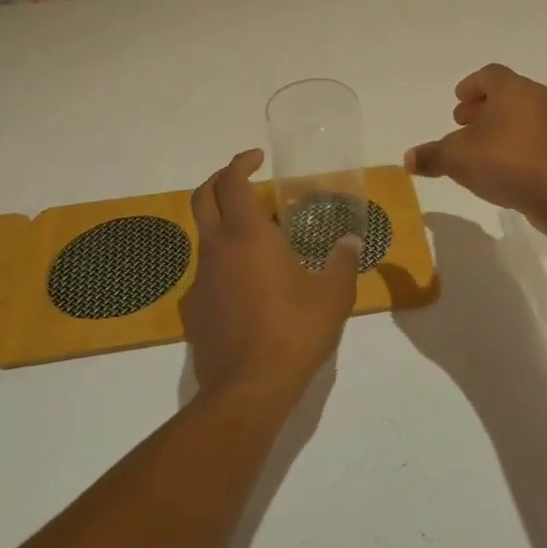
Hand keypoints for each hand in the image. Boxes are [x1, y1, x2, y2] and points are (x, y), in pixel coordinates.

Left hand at [183, 149, 358, 402]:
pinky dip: (225, 261)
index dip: (241, 162)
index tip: (259, 158)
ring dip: (226, 223)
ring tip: (262, 238)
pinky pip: (208, 271)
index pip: (232, 181)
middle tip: (245, 179)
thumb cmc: (294, 331)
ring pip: (205, 235)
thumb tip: (351, 241)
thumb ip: (343, 262)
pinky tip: (252, 285)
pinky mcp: (195, 308)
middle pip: (202, 197)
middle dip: (220, 180)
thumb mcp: (333, 295)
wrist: (248, 389)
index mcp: (247, 236)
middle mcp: (217, 249)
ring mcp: (201, 280)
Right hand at [405, 64, 546, 233]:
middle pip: (506, 94)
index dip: (470, 85)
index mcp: (512, 88)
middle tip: (461, 124)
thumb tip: (408, 158)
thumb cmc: (507, 161)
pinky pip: (532, 138)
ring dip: (497, 128)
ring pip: (520, 116)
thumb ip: (432, 155)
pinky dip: (513, 144)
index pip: (489, 74)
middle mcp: (536, 98)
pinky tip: (499, 168)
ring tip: (477, 150)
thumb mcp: (458, 158)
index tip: (457, 100)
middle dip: (481, 107)